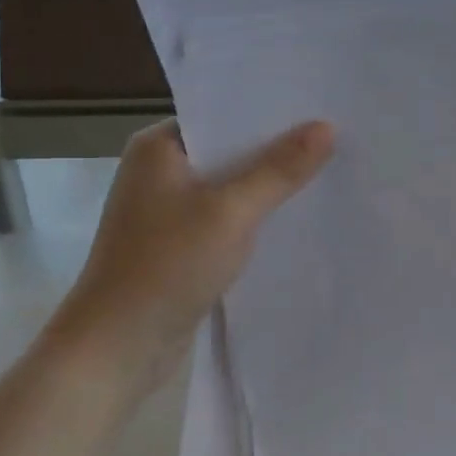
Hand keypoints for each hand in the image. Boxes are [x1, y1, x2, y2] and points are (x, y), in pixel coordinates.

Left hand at [41, 117, 334, 399]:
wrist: (118, 347)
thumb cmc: (166, 266)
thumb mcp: (230, 212)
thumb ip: (279, 170)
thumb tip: (326, 126)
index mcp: (158, 147)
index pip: (222, 114)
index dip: (271, 112)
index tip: (321, 107)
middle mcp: (160, 171)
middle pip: (230, 150)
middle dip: (278, 150)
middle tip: (337, 139)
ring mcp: (168, 211)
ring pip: (231, 188)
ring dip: (269, 187)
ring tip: (328, 173)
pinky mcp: (179, 245)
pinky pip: (226, 219)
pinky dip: (255, 219)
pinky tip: (295, 219)